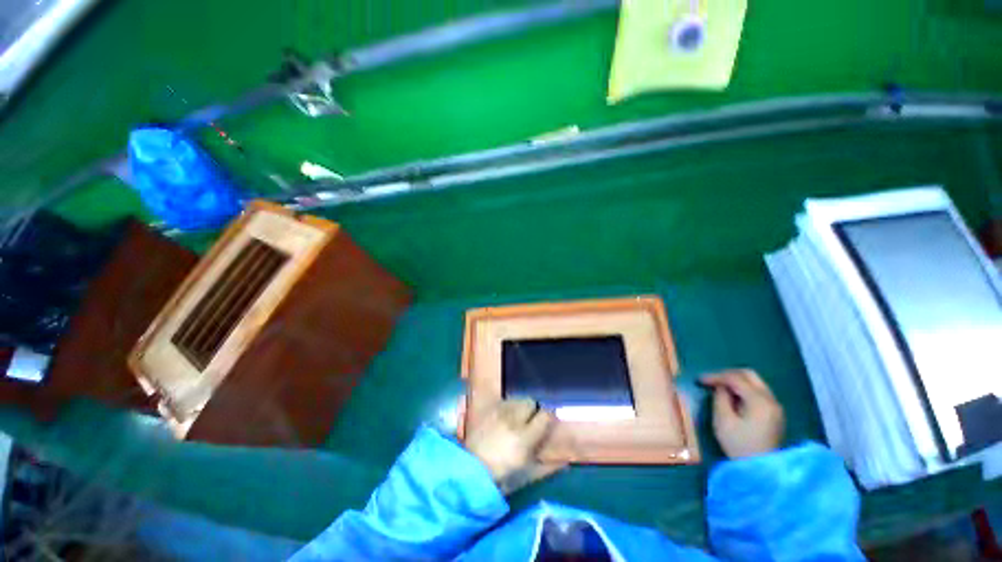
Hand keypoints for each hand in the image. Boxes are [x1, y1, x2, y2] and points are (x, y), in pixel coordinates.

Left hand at [463, 399, 563, 493]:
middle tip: (530, 422)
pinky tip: (505, 418)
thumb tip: (566, 462)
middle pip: (531, 402)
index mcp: (524, 438)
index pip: (545, 415)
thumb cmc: (501, 477)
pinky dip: (509, 407)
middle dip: (533, 410)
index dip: (548, 417)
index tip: (547, 422)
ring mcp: (499, 412)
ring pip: (517, 399)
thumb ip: (548, 467)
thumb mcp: (527, 476)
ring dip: (520, 407)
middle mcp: (512, 420)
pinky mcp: (489, 409)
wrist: (470, 470)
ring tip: (517, 419)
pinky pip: (505, 401)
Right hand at [701, 369, 784, 458]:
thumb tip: (720, 387)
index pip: (735, 378)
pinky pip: (758, 392)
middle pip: (749, 375)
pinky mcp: (774, 414)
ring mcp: (775, 406)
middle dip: (727, 374)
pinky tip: (732, 397)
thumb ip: (720, 398)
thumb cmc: (739, 445)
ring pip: (755, 382)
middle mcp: (771, 399)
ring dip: (736, 381)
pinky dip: (744, 389)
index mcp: (759, 401)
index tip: (699, 380)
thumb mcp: (723, 420)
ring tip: (719, 387)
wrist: (761, 470)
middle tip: (711, 380)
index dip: (715, 376)